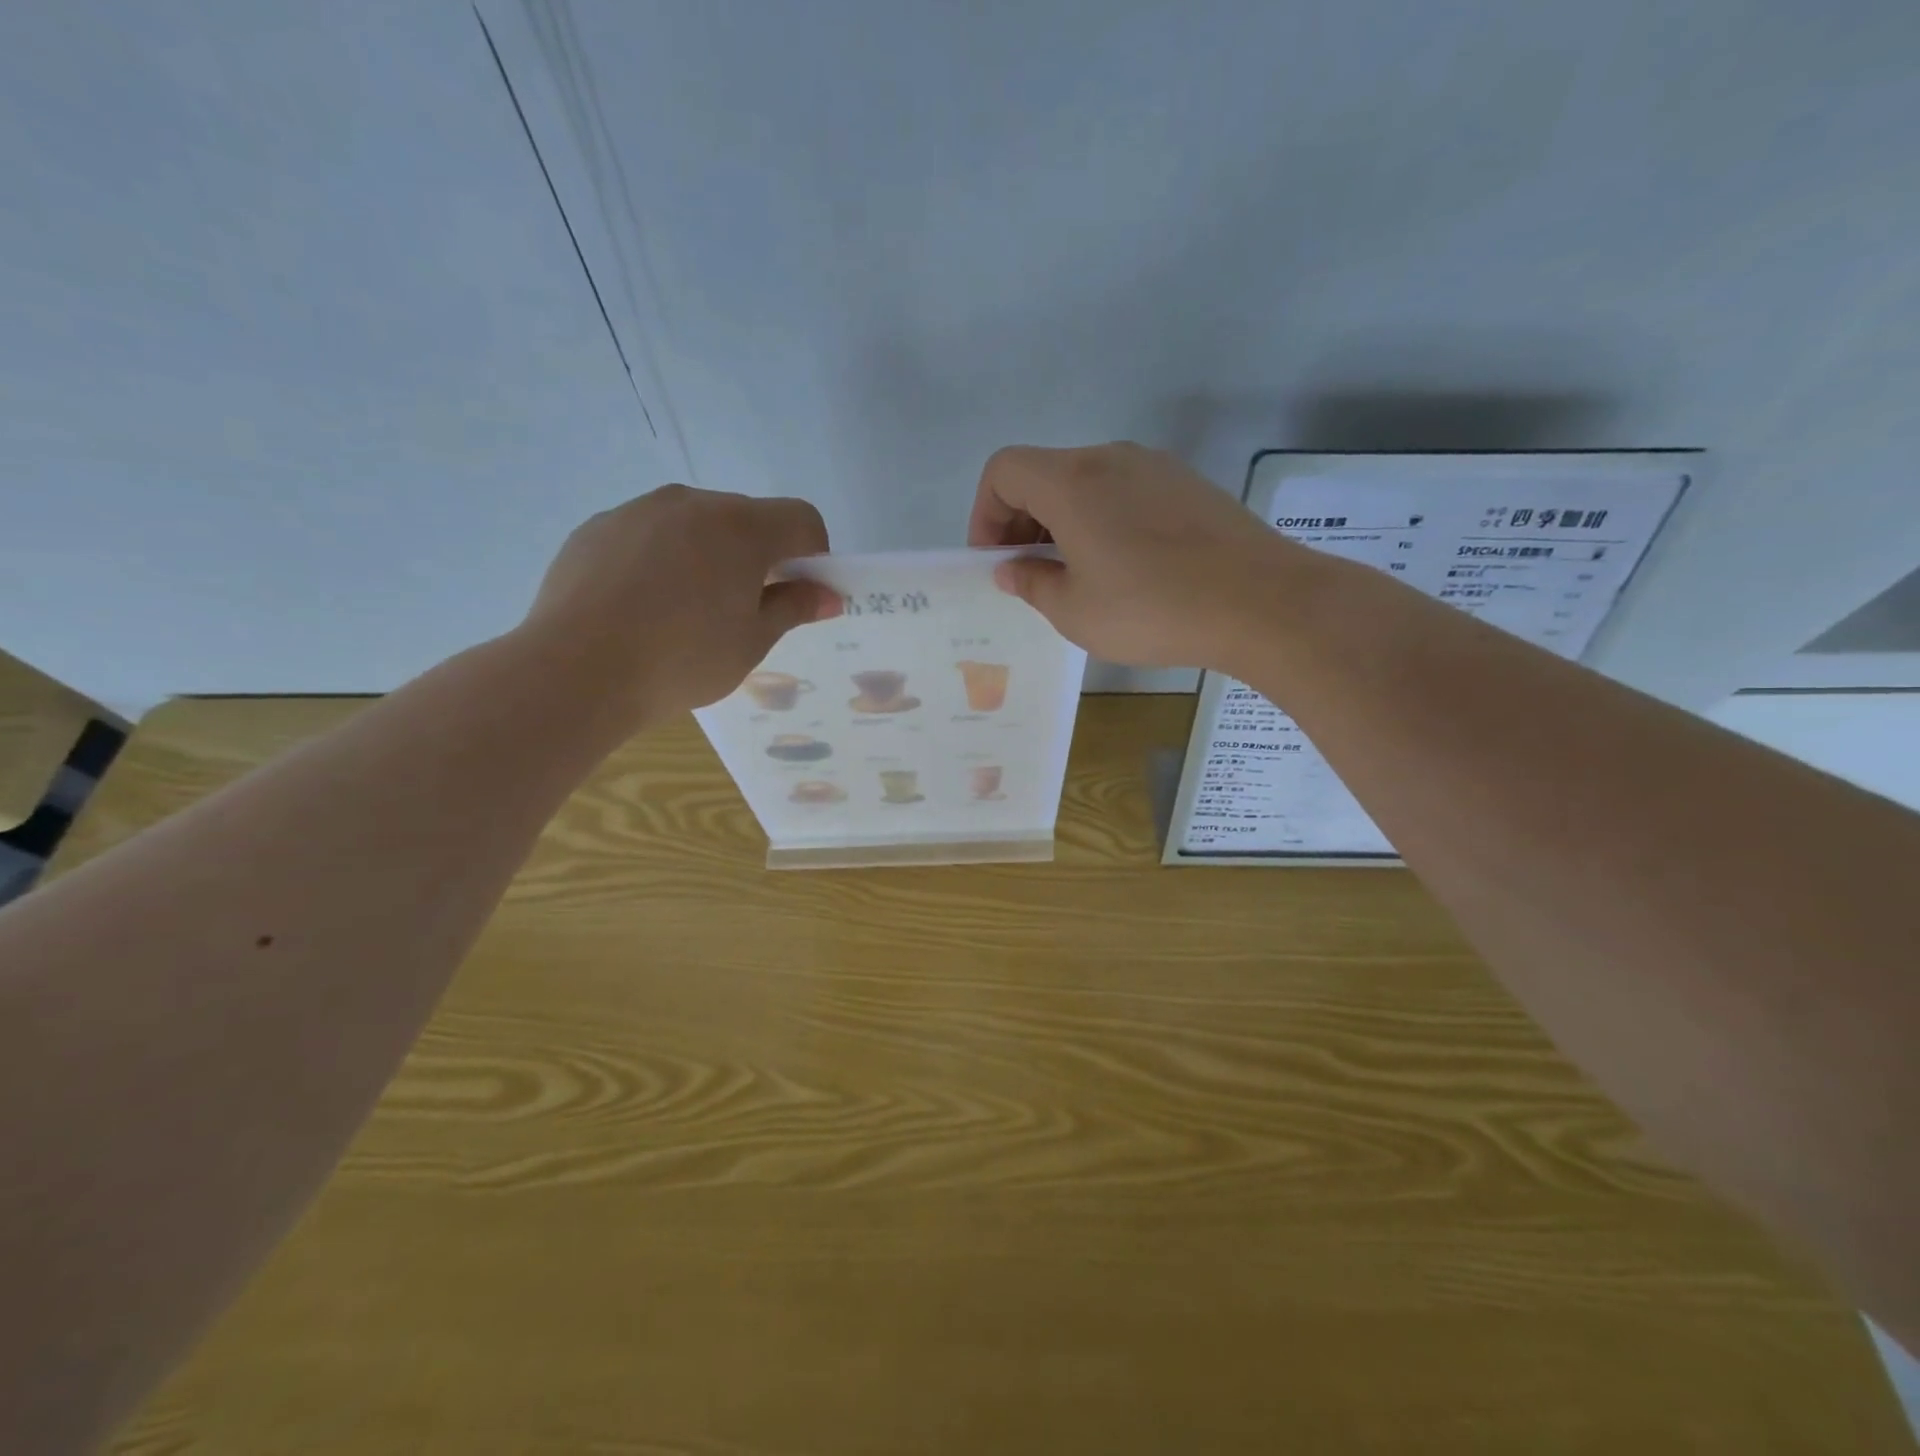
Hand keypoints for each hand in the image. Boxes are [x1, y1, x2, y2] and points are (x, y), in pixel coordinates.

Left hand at [518, 485, 838, 725]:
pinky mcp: (597, 527)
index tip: (798, 593)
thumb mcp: (752, 642)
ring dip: (709, 554)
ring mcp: (639, 510)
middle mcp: (692, 502)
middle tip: (743, 610)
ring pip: (695, 524)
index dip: (813, 554)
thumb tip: (828, 594)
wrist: (576, 671)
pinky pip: (649, 534)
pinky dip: (662, 559)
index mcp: (741, 527)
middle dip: (758, 556)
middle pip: (747, 518)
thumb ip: (794, 607)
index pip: (801, 519)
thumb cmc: (682, 660)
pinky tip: (642, 606)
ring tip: (686, 611)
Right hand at [967, 443, 1306, 669]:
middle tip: (1029, 574)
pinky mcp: (1188, 485)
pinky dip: (1102, 520)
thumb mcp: (1075, 611)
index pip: (1004, 470)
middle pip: (1044, 473)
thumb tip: (1012, 568)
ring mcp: (1155, 467)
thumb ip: (1031, 582)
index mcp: (1072, 482)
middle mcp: (1111, 458)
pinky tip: (1123, 569)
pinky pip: (1124, 492)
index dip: (985, 514)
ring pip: (1086, 482)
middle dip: (1021, 521)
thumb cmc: (1152, 609)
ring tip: (1075, 576)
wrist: (1261, 602)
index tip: (997, 561)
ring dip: (1062, 522)